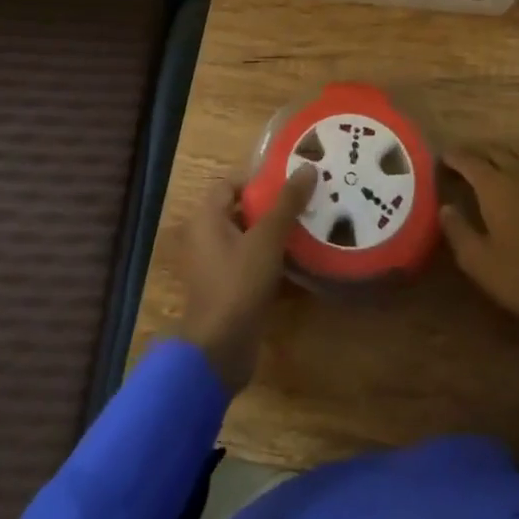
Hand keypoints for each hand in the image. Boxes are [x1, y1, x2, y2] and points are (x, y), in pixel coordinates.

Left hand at [175, 166, 314, 391]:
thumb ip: (287, 202)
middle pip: (243, 210)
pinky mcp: (230, 289)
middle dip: (273, 205)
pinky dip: (274, 259)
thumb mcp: (267, 238)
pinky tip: (302, 259)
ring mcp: (217, 266)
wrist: (219, 351)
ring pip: (250, 238)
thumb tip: (308, 167)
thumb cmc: (238, 284)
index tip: (290, 180)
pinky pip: (253, 263)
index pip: (231, 184)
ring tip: (311, 224)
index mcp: (207, 218)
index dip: (258, 179)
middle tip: (307, 199)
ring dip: (277, 233)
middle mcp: (207, 237)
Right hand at [441, 147, 518, 337]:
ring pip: (516, 153)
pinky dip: (518, 161)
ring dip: (497, 152)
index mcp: (495, 187)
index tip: (441, 158)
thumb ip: (457, 230)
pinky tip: (516, 175)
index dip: (453, 157)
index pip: (469, 160)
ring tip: (485, 162)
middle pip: (493, 150)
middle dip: (474, 151)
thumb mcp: (478, 261)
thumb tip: (445, 208)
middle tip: (459, 160)